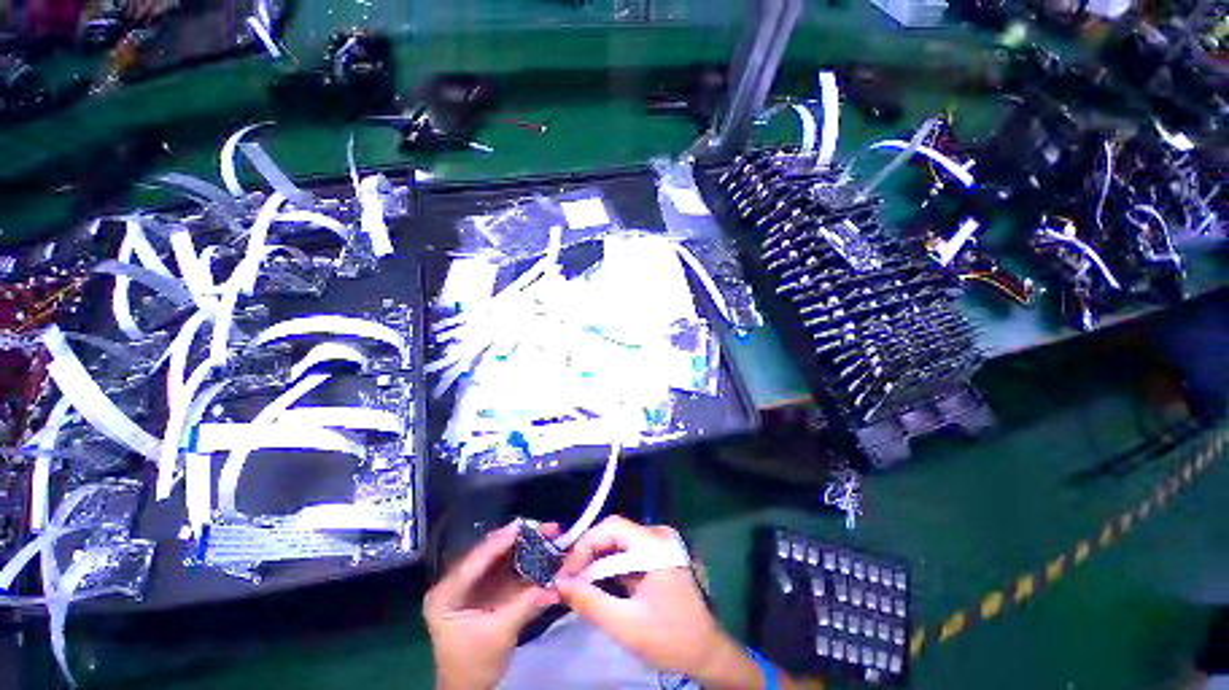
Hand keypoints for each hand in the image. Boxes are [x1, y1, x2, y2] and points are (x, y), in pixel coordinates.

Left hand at [424, 522, 560, 689]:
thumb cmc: (473, 666)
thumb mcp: (499, 634)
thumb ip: (527, 604)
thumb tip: (557, 585)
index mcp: (445, 594)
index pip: (473, 562)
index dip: (498, 542)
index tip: (522, 526)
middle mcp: (456, 583)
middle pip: (489, 554)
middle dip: (517, 540)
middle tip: (543, 528)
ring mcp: (472, 586)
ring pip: (500, 558)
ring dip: (524, 547)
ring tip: (547, 534)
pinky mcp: (486, 591)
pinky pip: (507, 570)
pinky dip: (526, 561)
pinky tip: (542, 552)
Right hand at [553, 516, 755, 687]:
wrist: (706, 653)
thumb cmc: (670, 638)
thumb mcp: (626, 625)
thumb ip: (590, 602)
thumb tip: (559, 583)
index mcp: (655, 544)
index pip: (612, 527)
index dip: (585, 545)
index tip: (565, 572)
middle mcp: (658, 535)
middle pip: (614, 532)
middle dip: (588, 554)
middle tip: (566, 578)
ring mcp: (659, 544)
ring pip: (618, 543)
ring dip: (596, 561)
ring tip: (576, 582)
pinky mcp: (657, 556)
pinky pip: (626, 553)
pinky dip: (609, 567)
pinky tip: (595, 583)